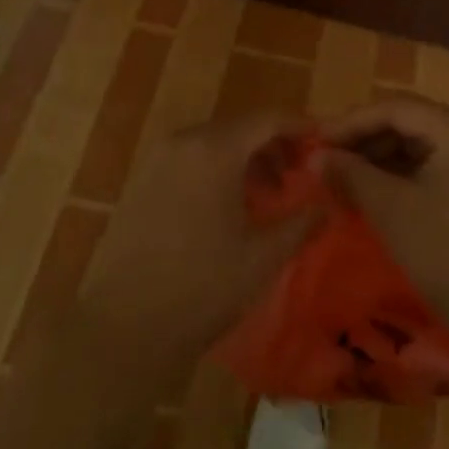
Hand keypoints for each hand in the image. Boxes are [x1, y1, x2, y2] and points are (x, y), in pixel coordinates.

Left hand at [72, 113, 324, 380]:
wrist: (121, 330)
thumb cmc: (201, 288)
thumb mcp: (262, 258)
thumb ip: (300, 223)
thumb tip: (327, 205)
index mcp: (215, 149)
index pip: (268, 119)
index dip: (299, 125)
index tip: (323, 140)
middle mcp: (184, 141)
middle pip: (240, 127)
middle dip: (273, 145)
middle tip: (299, 174)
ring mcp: (157, 160)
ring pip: (214, 143)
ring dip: (245, 159)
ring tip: (268, 195)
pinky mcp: (141, 181)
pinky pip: (190, 159)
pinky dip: (216, 170)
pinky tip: (228, 207)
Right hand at [323, 97, 448, 345]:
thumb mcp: (392, 211)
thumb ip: (352, 175)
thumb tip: (317, 157)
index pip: (394, 108)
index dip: (351, 122)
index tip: (316, 141)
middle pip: (409, 122)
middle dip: (365, 141)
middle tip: (328, 162)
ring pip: (421, 146)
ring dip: (382, 160)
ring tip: (346, 180)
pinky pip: (436, 167)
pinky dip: (404, 176)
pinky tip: (378, 195)